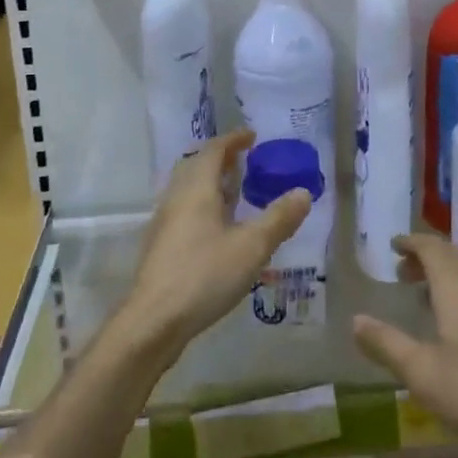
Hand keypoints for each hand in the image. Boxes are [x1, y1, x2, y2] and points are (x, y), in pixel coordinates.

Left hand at [123, 131, 312, 363]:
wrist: (154, 321)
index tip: (252, 136)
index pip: (213, 150)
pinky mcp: (161, 246)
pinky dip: (203, 206)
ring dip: (211, 183)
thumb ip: (278, 218)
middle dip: (220, 159)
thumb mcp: (251, 247)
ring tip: (236, 193)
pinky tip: (219, 230)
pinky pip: (184, 211)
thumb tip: (303, 192)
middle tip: (245, 162)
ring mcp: (164, 223)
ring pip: (188, 189)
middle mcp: (176, 198)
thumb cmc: (204, 275)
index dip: (233, 139)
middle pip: (195, 165)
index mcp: (196, 188)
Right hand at [352, 235, 457, 457]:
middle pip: (452, 257)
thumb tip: (356, 320)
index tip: (394, 245)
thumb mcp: (423, 374)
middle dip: (426, 258)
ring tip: (425, 294)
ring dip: (445, 275)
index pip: (432, 248)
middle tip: (402, 271)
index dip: (411, 243)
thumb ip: (387, 344)